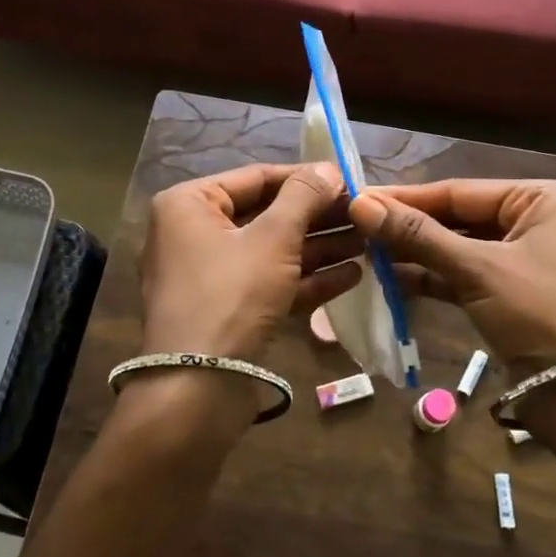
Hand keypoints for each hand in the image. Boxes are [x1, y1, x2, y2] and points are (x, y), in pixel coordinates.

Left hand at [139, 163, 361, 361]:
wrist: (197, 388)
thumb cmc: (231, 295)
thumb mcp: (273, 238)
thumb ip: (303, 197)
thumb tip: (329, 168)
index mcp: (189, 205)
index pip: (256, 178)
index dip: (305, 178)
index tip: (349, 180)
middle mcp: (193, 234)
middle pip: (266, 215)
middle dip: (317, 218)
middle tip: (363, 214)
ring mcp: (209, 276)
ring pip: (271, 252)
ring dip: (319, 248)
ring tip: (367, 243)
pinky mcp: (227, 311)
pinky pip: (269, 284)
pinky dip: (306, 280)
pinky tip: (352, 276)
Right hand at [348, 178, 555, 377]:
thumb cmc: (543, 314)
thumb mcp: (479, 269)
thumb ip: (418, 236)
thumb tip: (360, 204)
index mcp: (539, 199)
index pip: (458, 191)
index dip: (406, 198)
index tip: (357, 199)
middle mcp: (531, 221)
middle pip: (456, 218)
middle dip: (408, 227)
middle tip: (355, 227)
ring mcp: (520, 260)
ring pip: (456, 249)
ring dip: (414, 254)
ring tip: (364, 253)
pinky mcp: (508, 295)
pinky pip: (461, 277)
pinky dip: (430, 279)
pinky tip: (389, 280)